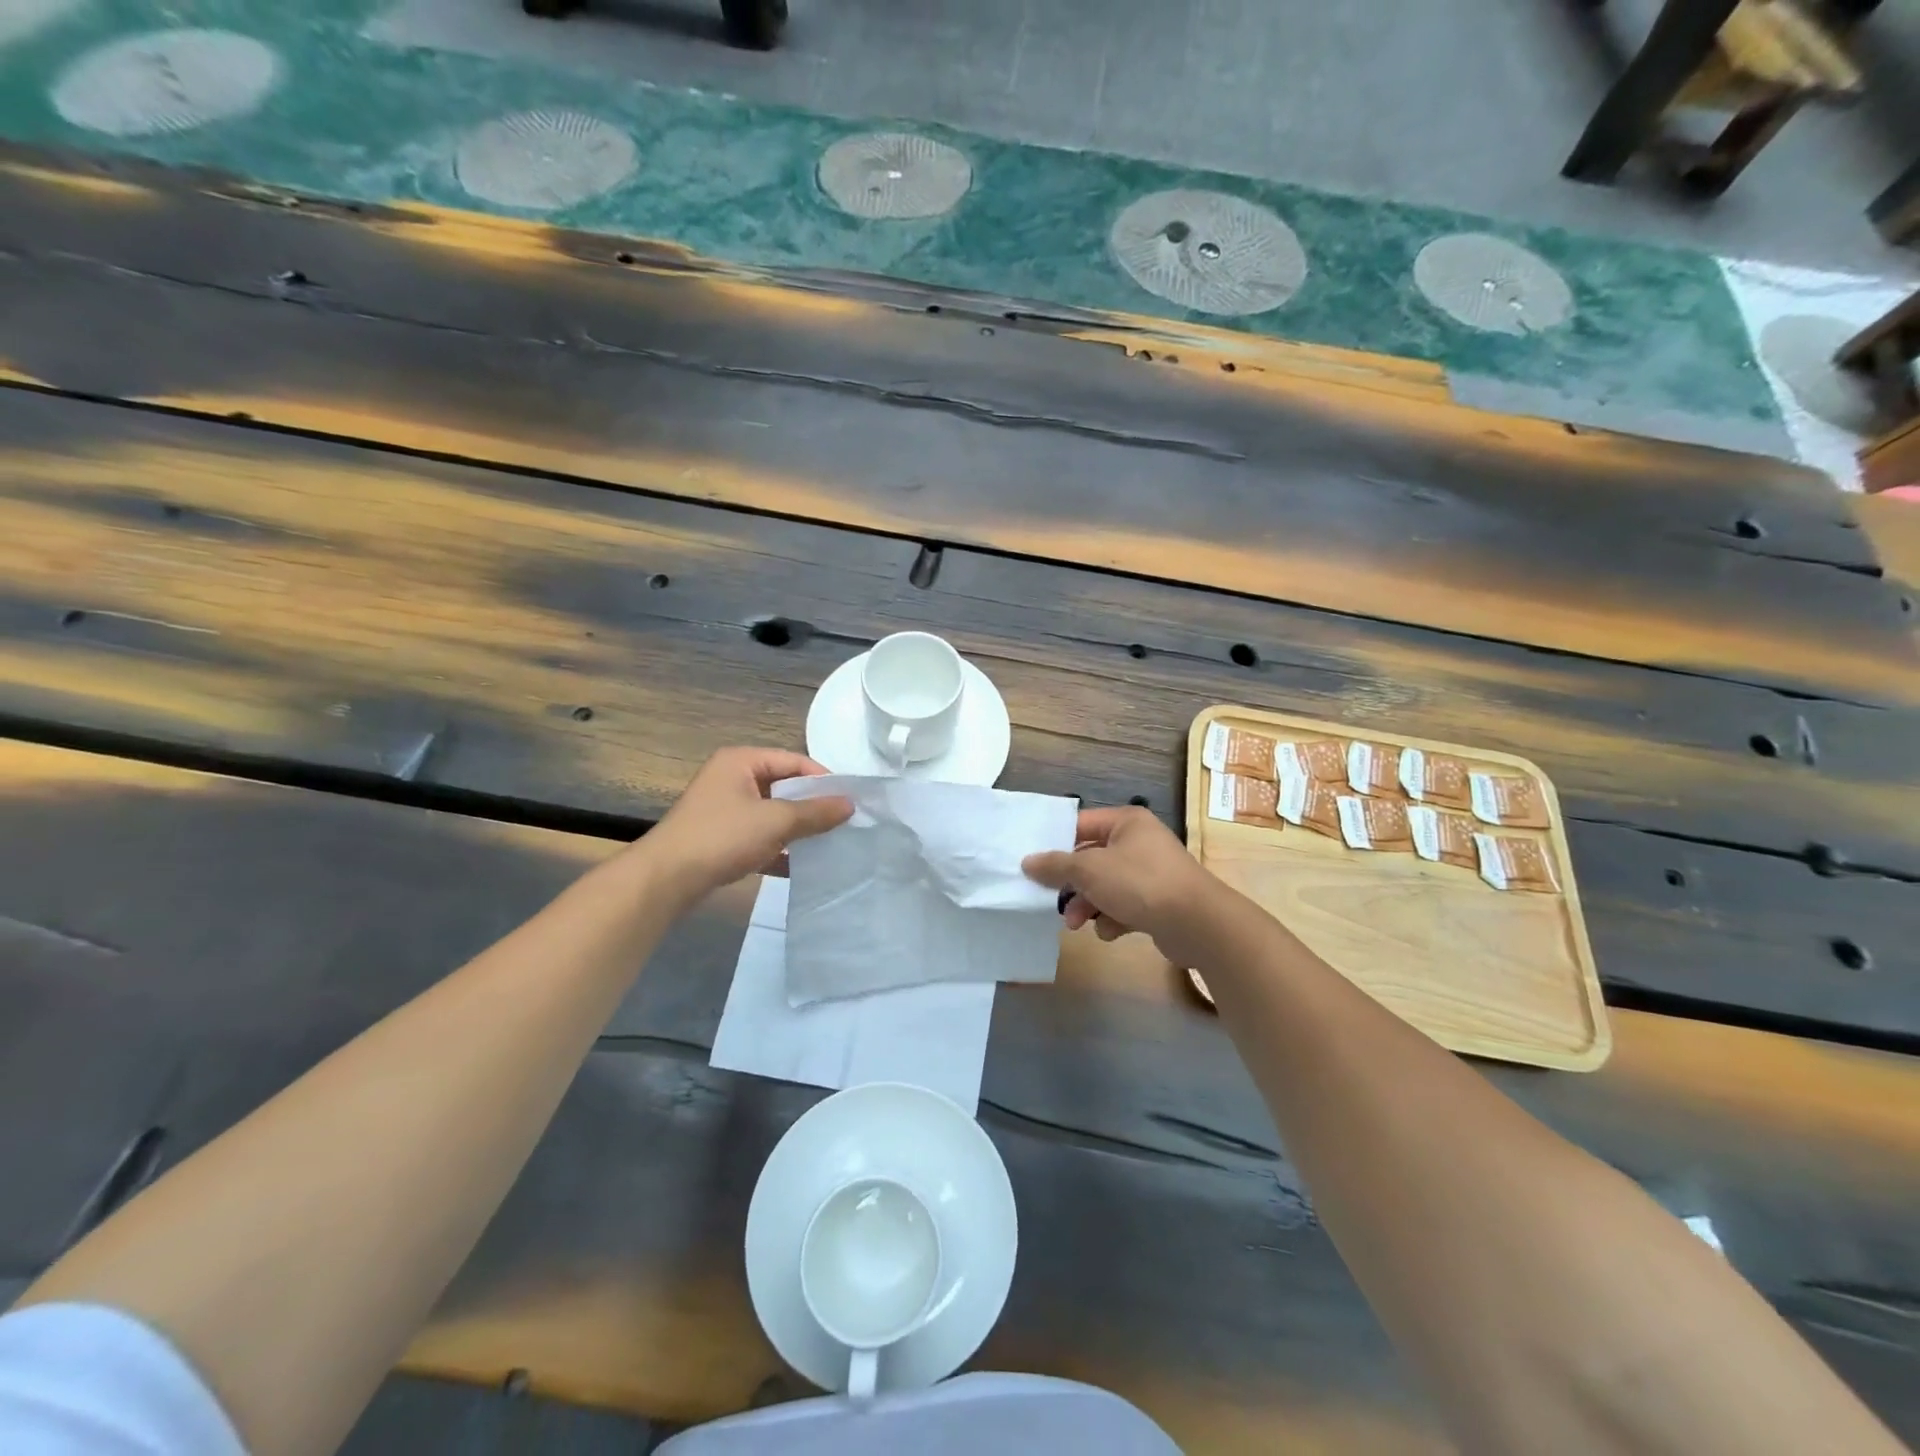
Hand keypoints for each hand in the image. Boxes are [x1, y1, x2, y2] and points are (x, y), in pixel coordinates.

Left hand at [644, 748, 852, 899]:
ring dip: (797, 829)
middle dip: (812, 805)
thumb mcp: (775, 821)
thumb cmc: (721, 837)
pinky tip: (801, 867)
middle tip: (843, 822)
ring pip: (772, 813)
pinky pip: (759, 836)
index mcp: (741, 761)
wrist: (666, 880)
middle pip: (784, 786)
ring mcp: (724, 809)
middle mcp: (732, 778)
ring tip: (828, 843)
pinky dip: (779, 847)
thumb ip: (815, 812)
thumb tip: (850, 805)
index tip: (849, 801)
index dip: (823, 779)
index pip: (794, 761)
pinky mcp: (721, 837)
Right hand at [1022, 806, 1220, 966]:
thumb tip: (1027, 862)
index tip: (1033, 863)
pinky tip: (1111, 931)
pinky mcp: (1159, 902)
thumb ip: (1055, 865)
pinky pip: (1125, 905)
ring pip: (1106, 885)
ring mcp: (1152, 872)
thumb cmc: (1139, 883)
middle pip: (1092, 859)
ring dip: (1088, 904)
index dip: (1056, 843)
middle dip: (1072, 884)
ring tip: (1077, 924)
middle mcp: (1140, 841)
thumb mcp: (1089, 870)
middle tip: (1054, 901)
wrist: (1196, 923)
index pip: (1080, 825)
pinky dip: (1114, 918)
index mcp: (1126, 822)